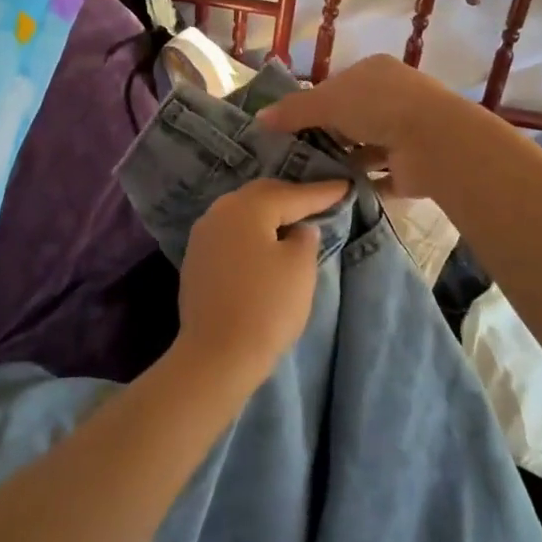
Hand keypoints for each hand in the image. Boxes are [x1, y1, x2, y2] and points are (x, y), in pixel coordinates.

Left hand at [174, 177, 350, 389]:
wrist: (216, 355)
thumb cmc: (266, 307)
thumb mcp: (299, 268)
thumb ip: (305, 239)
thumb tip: (299, 229)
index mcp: (248, 207)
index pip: (293, 194)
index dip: (322, 192)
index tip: (346, 186)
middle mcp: (221, 211)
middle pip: (263, 196)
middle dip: (292, 198)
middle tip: (320, 200)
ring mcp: (203, 234)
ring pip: (244, 212)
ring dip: (270, 214)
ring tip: (294, 220)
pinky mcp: (196, 258)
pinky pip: (231, 233)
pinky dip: (252, 233)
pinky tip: (265, 244)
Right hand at [256, 55, 459, 198]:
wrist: (434, 142)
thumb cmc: (379, 107)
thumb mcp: (327, 101)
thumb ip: (293, 110)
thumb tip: (259, 119)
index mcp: (374, 72)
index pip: (337, 86)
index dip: (313, 104)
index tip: (289, 126)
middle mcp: (392, 99)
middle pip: (350, 118)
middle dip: (326, 135)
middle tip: (293, 156)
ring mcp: (405, 133)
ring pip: (365, 148)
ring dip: (343, 161)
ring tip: (308, 179)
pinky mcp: (411, 167)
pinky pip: (379, 177)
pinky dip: (360, 185)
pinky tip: (333, 195)